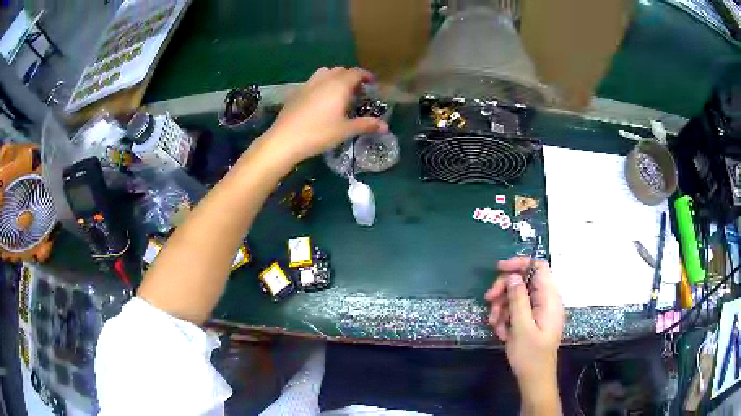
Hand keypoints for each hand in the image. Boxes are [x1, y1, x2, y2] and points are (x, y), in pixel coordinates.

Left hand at [264, 67, 388, 163]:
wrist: (285, 139)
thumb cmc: (319, 133)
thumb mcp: (345, 130)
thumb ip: (365, 125)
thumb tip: (385, 126)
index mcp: (339, 85)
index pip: (355, 72)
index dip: (365, 75)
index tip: (372, 83)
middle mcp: (324, 80)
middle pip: (340, 70)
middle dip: (351, 77)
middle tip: (357, 91)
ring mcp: (308, 84)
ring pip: (325, 73)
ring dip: (335, 78)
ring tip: (339, 93)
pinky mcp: (297, 92)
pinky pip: (313, 81)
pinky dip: (322, 84)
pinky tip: (321, 100)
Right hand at [485, 258, 564, 396]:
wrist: (535, 378)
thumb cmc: (531, 355)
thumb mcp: (521, 327)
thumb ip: (518, 299)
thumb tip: (513, 276)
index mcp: (550, 298)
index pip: (538, 266)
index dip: (519, 263)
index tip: (499, 270)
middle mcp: (547, 300)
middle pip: (524, 280)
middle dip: (505, 289)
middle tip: (489, 300)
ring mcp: (540, 310)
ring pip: (517, 295)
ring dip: (502, 306)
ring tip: (495, 324)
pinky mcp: (533, 319)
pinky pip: (517, 309)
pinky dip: (506, 317)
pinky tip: (501, 331)